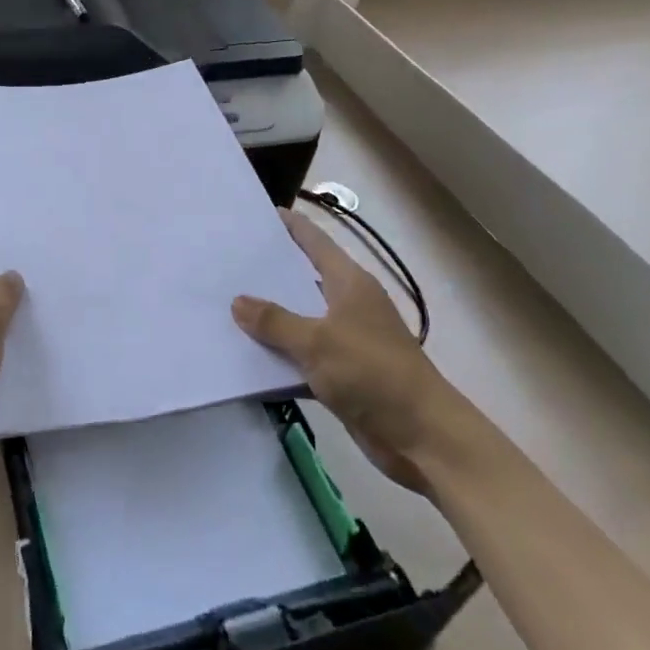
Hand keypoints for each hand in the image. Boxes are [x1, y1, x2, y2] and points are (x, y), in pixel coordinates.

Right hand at [233, 209, 461, 491]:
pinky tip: (246, 356)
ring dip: (270, 318)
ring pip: (300, 320)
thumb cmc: (373, 373)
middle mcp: (348, 305)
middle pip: (303, 279)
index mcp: (349, 283)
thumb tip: (238, 301)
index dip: (290, 225)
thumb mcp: (317, 342)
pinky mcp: (343, 375)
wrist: (423, 438)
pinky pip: (302, 356)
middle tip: (228, 259)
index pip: (315, 242)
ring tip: (226, 304)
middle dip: (269, 272)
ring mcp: (346, 341)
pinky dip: (279, 356)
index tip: (259, 212)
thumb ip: (275, 321)